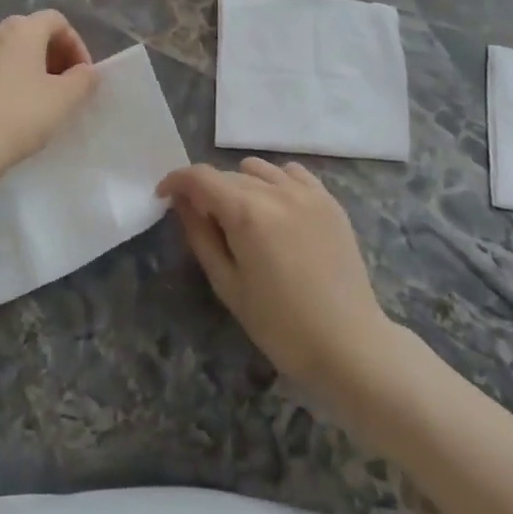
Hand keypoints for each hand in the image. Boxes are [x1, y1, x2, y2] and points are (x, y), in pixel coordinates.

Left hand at [0, 10, 99, 180]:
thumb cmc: (19, 117)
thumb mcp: (64, 100)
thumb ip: (84, 79)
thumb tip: (85, 71)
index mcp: (21, 29)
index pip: (56, 21)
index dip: (76, 45)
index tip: (82, 75)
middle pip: (30, 32)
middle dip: (52, 56)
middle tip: (63, 87)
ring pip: (6, 51)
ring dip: (27, 68)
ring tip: (36, 100)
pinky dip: (3, 80)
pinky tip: (7, 110)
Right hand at [159, 158, 394, 389]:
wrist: (349, 344)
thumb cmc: (279, 324)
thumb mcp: (227, 284)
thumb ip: (200, 235)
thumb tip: (181, 202)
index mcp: (247, 212)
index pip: (199, 177)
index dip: (175, 181)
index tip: (163, 197)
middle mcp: (276, 190)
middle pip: (227, 175)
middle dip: (207, 192)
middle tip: (204, 224)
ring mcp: (308, 192)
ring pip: (258, 169)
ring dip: (241, 185)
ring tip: (244, 219)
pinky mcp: (329, 201)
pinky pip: (291, 173)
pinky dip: (275, 183)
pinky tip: (276, 211)